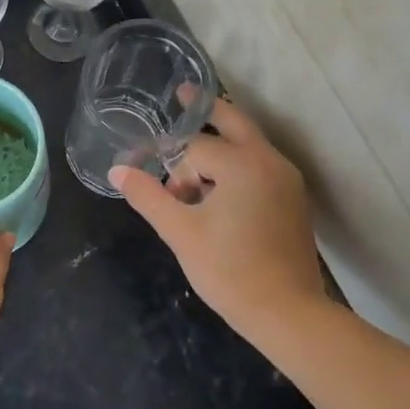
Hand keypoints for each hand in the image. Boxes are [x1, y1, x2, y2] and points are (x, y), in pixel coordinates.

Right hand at [109, 97, 325, 343]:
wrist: (290, 315)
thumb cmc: (230, 271)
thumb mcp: (180, 232)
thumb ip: (148, 196)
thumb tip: (117, 170)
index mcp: (242, 164)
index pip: (192, 148)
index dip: (166, 163)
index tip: (146, 177)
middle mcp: (269, 161)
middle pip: (234, 121)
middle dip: (206, 108)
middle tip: (183, 93)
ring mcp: (286, 180)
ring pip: (249, 144)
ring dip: (219, 144)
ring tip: (189, 166)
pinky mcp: (292, 200)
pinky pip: (260, 165)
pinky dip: (236, 163)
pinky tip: (216, 188)